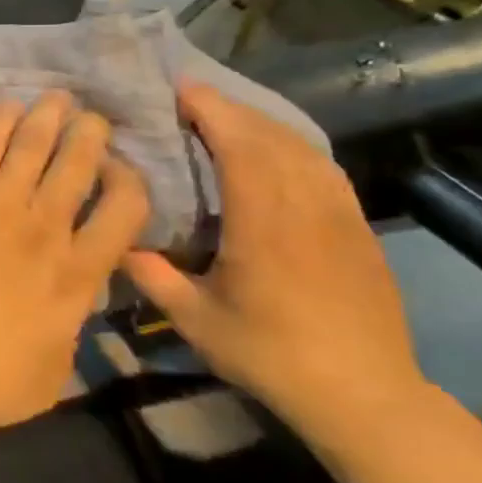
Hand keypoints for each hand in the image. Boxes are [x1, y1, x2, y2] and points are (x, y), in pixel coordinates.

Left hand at [0, 91, 151, 431]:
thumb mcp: (55, 372)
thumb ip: (73, 328)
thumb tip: (77, 303)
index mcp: (79, 274)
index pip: (126, 210)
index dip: (131, 182)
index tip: (121, 173)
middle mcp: (47, 229)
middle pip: (80, 164)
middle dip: (91, 134)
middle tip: (94, 117)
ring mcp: (0, 207)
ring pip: (34, 145)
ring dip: (50, 116)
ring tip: (59, 96)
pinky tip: (9, 105)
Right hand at [122, 83, 425, 440]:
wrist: (363, 394)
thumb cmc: (271, 354)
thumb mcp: (197, 321)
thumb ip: (153, 277)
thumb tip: (118, 243)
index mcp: (264, 223)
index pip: (241, 146)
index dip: (212, 110)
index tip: (181, 88)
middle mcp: (305, 206)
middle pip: (270, 136)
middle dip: (230, 108)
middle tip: (192, 96)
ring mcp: (338, 214)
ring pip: (301, 147)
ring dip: (263, 123)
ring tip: (228, 117)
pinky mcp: (357, 228)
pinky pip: (323, 168)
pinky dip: (294, 146)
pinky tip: (278, 151)